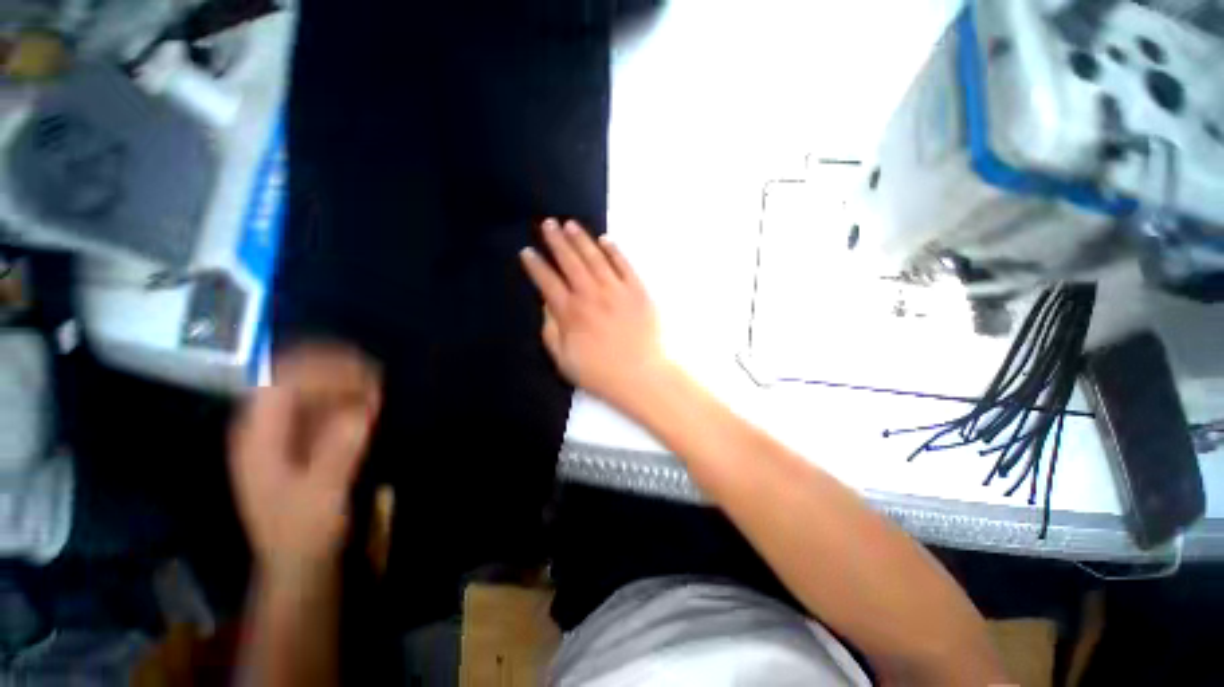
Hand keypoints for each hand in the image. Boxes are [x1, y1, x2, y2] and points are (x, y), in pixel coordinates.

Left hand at [229, 343, 381, 581]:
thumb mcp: (322, 493)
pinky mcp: (302, 439)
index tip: (362, 369)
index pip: (282, 380)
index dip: (320, 367)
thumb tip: (368, 402)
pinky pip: (323, 405)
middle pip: (295, 377)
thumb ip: (341, 447)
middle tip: (375, 374)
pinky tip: (370, 401)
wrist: (296, 560)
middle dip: (335, 370)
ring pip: (310, 388)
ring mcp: (283, 431)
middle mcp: (266, 425)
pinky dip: (347, 398)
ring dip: (344, 381)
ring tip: (376, 383)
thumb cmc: (303, 530)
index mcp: (258, 435)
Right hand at [519, 219, 671, 413]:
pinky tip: (604, 240)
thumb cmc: (600, 373)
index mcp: (571, 313)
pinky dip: (613, 251)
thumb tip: (546, 304)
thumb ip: (551, 330)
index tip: (527, 251)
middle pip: (570, 262)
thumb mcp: (564, 360)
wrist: (642, 376)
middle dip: (556, 241)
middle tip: (548, 224)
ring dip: (581, 239)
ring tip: (570, 224)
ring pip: (595, 258)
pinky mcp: (638, 291)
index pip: (547, 282)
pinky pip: (624, 265)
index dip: (536, 266)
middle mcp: (591, 295)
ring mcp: (616, 290)